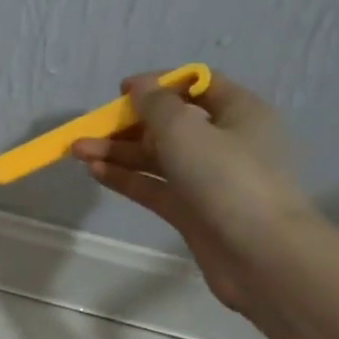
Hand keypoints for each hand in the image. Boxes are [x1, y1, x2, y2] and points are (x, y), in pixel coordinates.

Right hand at [71, 72, 313, 314]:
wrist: (261, 255)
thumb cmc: (228, 178)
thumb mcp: (186, 130)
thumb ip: (156, 105)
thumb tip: (140, 87)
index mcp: (238, 112)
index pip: (197, 86)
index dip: (159, 84)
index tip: (122, 91)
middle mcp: (225, 142)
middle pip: (170, 124)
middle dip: (128, 124)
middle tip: (90, 129)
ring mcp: (208, 180)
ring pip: (157, 157)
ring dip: (118, 152)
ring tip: (78, 151)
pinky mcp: (192, 211)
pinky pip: (154, 187)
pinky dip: (126, 178)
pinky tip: (95, 172)